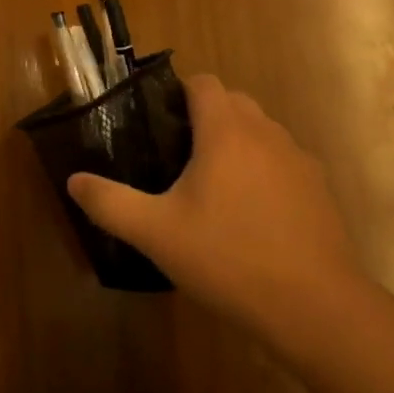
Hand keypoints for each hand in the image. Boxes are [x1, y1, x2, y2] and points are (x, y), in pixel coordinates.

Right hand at [67, 74, 366, 351]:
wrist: (317, 309)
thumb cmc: (229, 258)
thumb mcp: (156, 233)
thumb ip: (110, 203)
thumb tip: (74, 181)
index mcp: (225, 130)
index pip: (202, 83)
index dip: (177, 93)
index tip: (157, 121)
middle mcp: (265, 133)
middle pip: (233, 102)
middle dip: (206, 116)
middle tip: (177, 156)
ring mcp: (298, 160)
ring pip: (261, 131)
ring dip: (237, 142)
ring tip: (213, 186)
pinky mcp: (320, 190)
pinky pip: (283, 162)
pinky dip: (264, 171)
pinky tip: (252, 216)